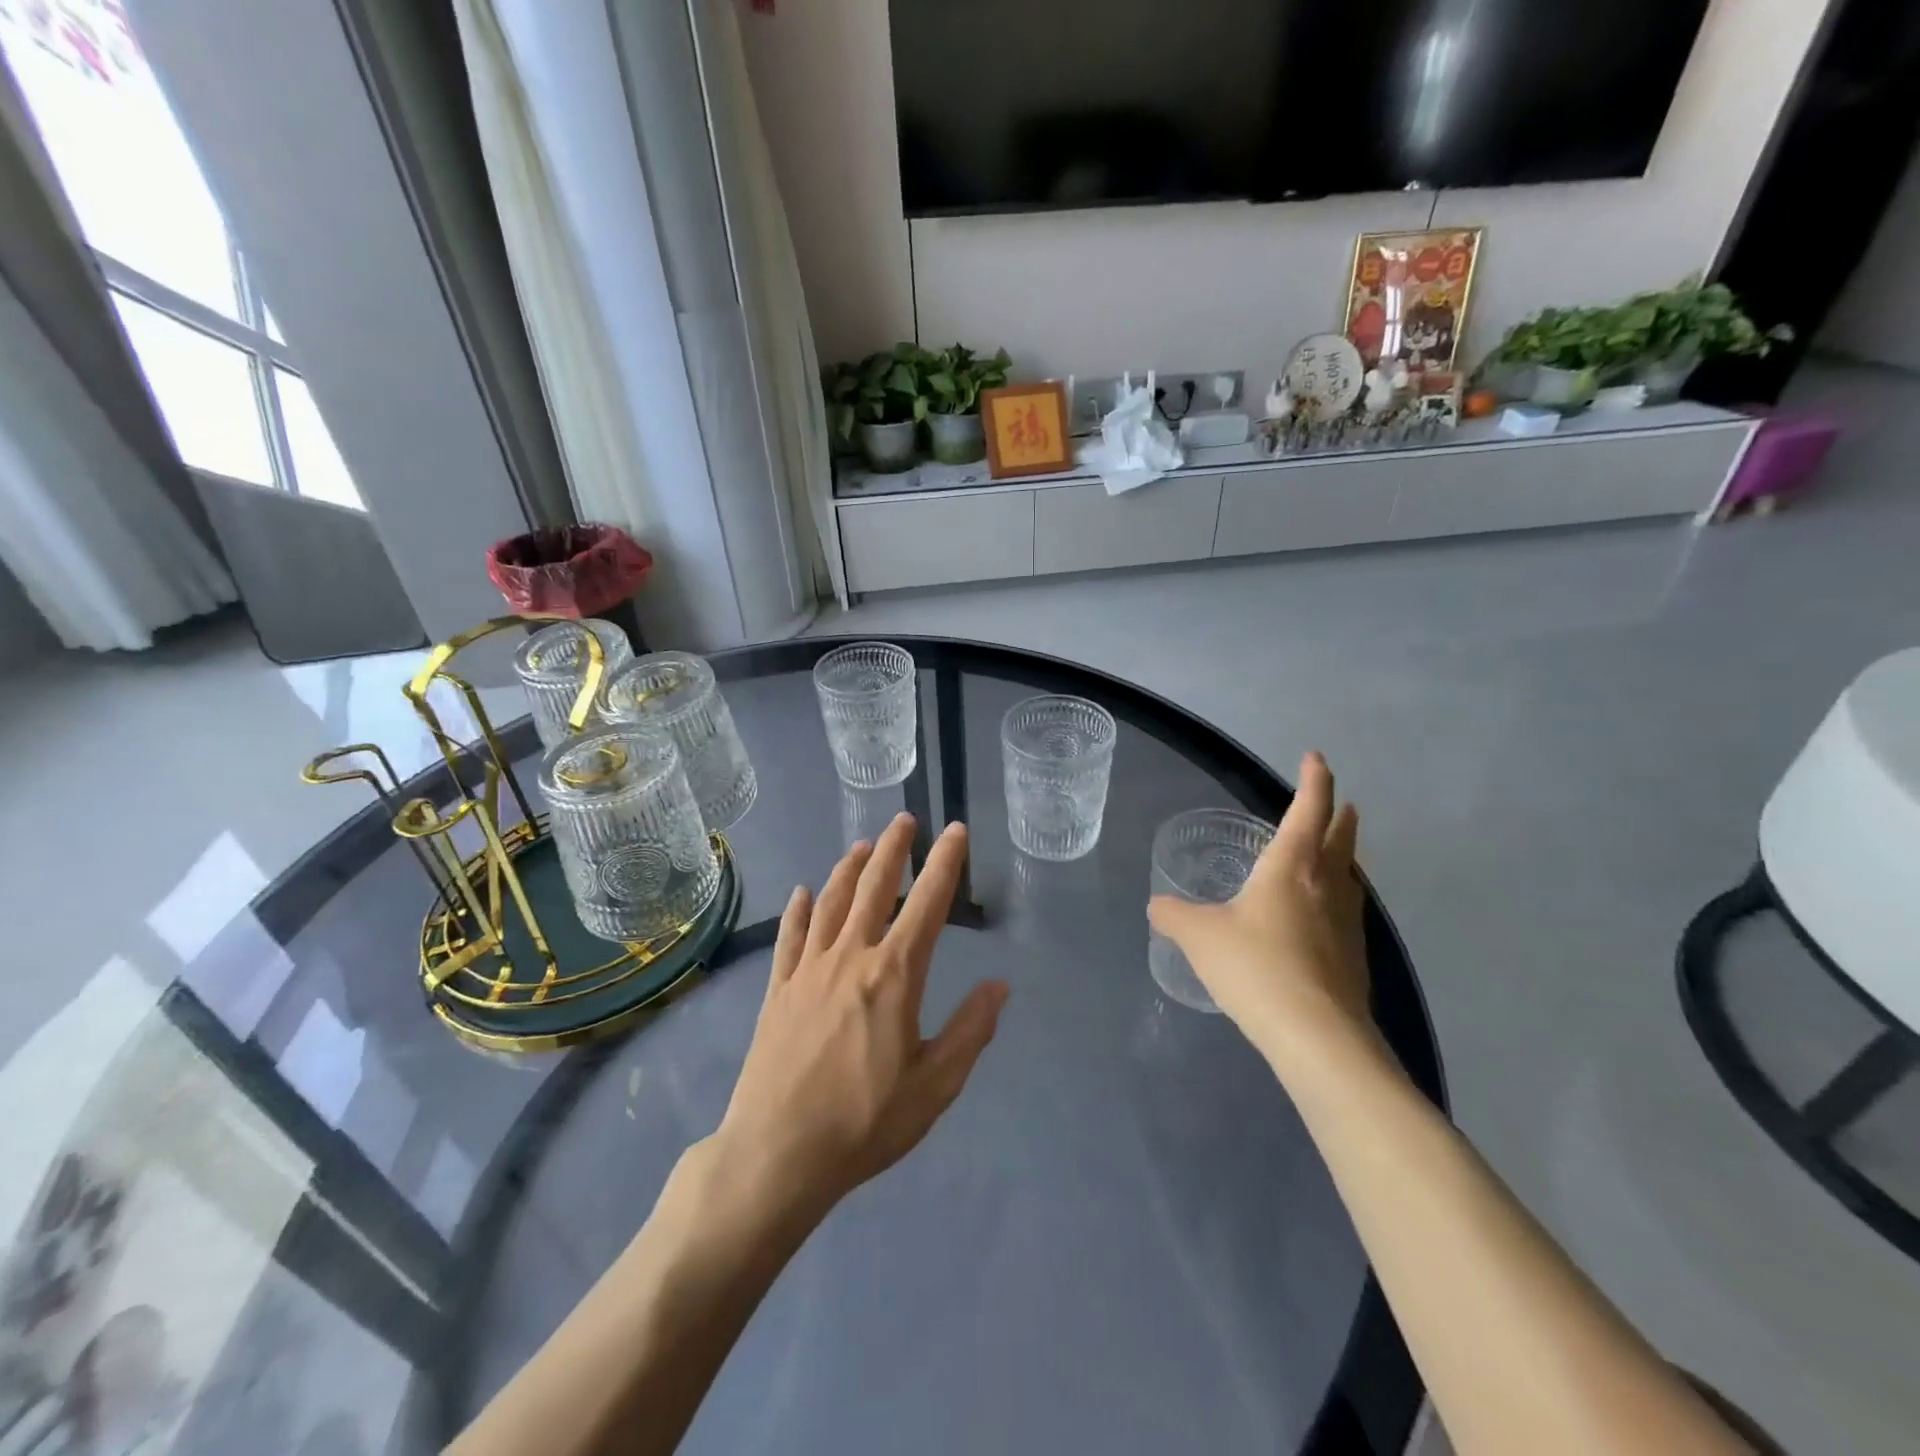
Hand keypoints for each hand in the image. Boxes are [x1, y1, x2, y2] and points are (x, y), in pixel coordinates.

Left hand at [715, 814, 1007, 1216]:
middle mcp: (850, 957)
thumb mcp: (934, 1085)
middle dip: (892, 849)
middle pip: (874, 887)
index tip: (954, 831)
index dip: (944, 863)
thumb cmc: (865, 1122)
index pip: (927, 904)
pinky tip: (804, 893)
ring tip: (861, 845)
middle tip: (904, 820)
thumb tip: (999, 985)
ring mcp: (808, 970)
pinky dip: (800, 909)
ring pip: (831, 902)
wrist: (777, 1153)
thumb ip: (970, 1030)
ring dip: (849, 868)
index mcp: (894, 975)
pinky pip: (791, 936)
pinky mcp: (778, 989)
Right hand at [1148, 753, 1374, 1070]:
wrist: (1316, 1035)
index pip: (1308, 808)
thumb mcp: (1200, 936)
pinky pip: (1347, 911)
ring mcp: (1348, 922)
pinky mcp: (1355, 957)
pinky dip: (1338, 898)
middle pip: (1341, 837)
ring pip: (1350, 875)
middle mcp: (1327, 885)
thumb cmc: (1256, 967)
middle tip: (1339, 802)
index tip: (1316, 757)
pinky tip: (1323, 917)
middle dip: (1339, 814)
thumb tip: (1156, 906)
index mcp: (1292, 866)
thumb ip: (1174, 916)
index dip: (1314, 778)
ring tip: (1334, 854)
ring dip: (1344, 856)